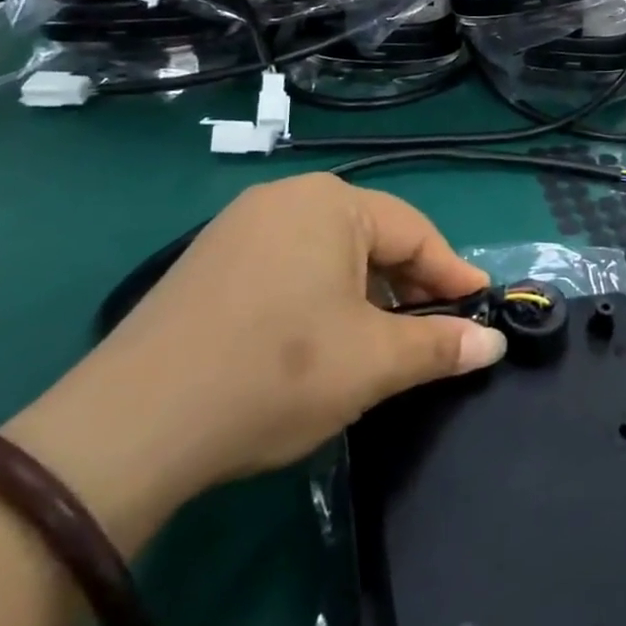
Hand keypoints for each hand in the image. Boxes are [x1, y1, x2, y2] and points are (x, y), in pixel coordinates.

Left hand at [3, 175, 505, 551]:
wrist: (130, 426)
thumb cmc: (277, 373)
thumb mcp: (372, 362)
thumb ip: (439, 346)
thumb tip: (494, 345)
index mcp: (332, 202)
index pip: (416, 232)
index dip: (453, 274)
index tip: (482, 310)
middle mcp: (287, 198)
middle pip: (372, 238)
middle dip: (409, 286)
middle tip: (434, 331)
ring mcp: (240, 226)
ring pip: (329, 253)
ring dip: (365, 294)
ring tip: (380, 341)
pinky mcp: (209, 261)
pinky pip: (288, 265)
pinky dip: (319, 296)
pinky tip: (319, 339)